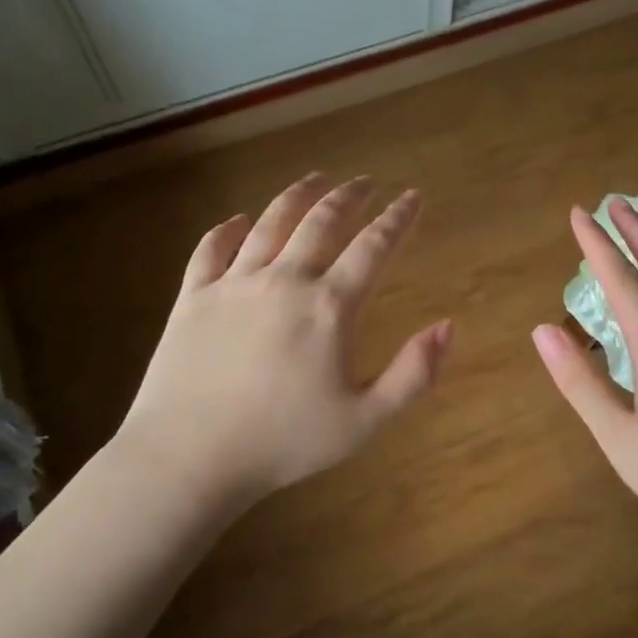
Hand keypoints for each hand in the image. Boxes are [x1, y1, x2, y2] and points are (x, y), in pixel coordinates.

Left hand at [117, 174, 450, 507]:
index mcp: (329, 307)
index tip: (412, 197)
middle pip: (321, 223)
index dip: (397, 219)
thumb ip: (413, 374)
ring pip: (270, 223)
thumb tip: (447, 327)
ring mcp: (233, 285)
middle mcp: (284, 281)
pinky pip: (211, 249)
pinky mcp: (192, 297)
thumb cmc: (284, 443)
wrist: (190, 457)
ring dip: (297, 196)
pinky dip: (228, 229)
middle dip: (349, 197)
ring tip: (316, 180)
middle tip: (365, 182)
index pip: (373, 247)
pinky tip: (239, 221)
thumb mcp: (364, 420)